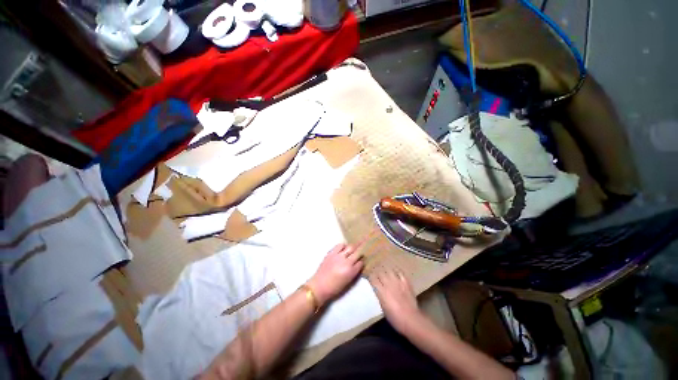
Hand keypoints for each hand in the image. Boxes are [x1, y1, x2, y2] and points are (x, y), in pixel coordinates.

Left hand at [307, 244, 363, 305]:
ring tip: (351, 249)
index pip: (361, 263)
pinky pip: (340, 245)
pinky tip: (343, 249)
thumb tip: (357, 264)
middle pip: (357, 253)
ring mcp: (339, 256)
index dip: (361, 262)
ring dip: (352, 248)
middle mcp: (346, 262)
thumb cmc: (334, 288)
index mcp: (351, 271)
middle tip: (360, 252)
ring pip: (350, 247)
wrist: (319, 286)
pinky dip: (343, 246)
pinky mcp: (331, 253)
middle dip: (360, 252)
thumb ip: (354, 272)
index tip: (360, 261)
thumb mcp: (348, 282)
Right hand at [370, 268, 424, 334]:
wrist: (411, 319)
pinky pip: (400, 272)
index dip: (370, 277)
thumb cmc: (395, 318)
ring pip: (389, 270)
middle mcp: (388, 283)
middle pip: (380, 272)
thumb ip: (379, 296)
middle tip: (377, 276)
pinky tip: (396, 274)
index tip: (369, 278)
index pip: (372, 278)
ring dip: (386, 272)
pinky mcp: (406, 282)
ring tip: (386, 274)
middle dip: (377, 274)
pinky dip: (396, 272)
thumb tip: (378, 290)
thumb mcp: (383, 307)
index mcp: (381, 291)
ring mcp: (398, 281)